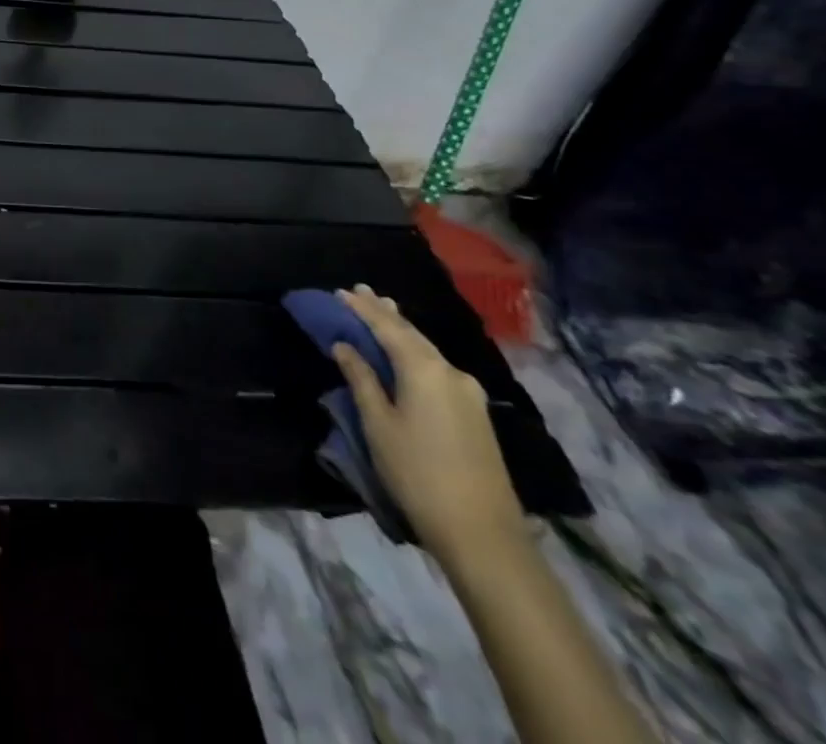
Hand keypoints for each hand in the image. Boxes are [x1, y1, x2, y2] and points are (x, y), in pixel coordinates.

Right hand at [333, 285, 525, 562]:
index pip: (387, 327)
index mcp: (424, 369)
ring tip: (384, 312)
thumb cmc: (418, 473)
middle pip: (412, 334)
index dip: (362, 309)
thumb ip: (361, 379)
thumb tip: (344, 346)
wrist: (483, 534)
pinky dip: (417, 353)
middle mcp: (451, 372)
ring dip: (403, 332)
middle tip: (361, 292)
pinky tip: (408, 354)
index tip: (342, 291)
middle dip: (385, 313)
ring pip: (428, 351)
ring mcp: (469, 394)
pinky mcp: (476, 414)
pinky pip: (439, 369)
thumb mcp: (378, 425)